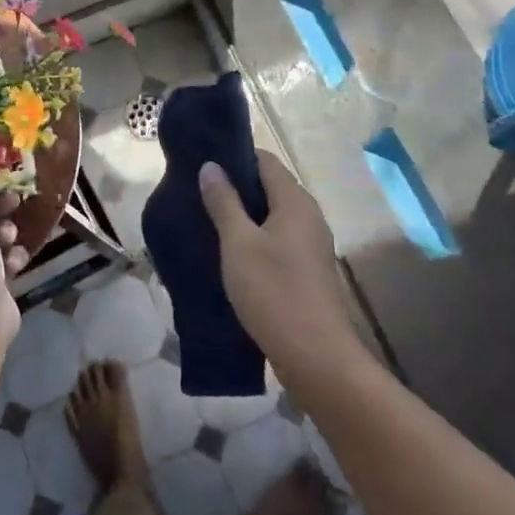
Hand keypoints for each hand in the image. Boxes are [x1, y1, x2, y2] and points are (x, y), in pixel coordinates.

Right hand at [199, 152, 360, 384]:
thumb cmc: (274, 292)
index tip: (203, 162)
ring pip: (273, 217)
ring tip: (207, 221)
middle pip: (270, 187)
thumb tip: (211, 166)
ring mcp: (311, 245)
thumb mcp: (238, 244)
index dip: (235, 157)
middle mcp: (309, 216)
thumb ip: (224, 203)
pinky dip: (255, 239)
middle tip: (198, 193)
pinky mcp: (308, 271)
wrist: (316, 357)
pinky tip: (230, 254)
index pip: (265, 161)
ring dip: (243, 216)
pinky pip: (278, 241)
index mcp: (295, 202)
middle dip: (236, 188)